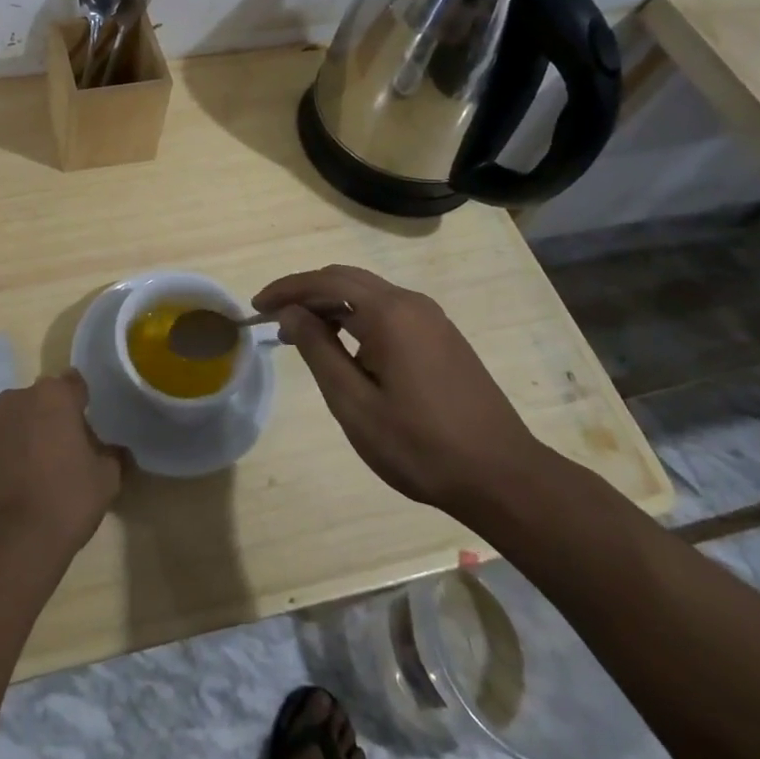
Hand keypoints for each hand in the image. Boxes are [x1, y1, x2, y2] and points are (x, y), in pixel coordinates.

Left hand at [0, 371, 121, 560]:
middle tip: (61, 456)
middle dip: (48, 422)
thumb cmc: (64, 502)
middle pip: (37, 403)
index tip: (87, 430)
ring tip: (31, 479)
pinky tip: (7, 496)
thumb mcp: (106, 480)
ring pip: (9, 426)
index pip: (74, 385)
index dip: (82, 405)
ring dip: (20, 441)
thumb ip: (111, 455)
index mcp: (52, 396)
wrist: (7, 546)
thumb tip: (111, 450)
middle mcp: (13, 400)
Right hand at [253, 265, 548, 516]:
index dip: (287, 290)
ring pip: (368, 294)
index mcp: (389, 313)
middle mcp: (412, 303)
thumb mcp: (355, 403)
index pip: (326, 282)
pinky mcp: (443, 337)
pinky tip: (345, 347)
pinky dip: (356, 317)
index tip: (256, 307)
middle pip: (346, 280)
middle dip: (306, 293)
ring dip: (331, 306)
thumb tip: (291, 313)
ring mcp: (432, 319)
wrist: (503, 478)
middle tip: (274, 319)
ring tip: (302, 335)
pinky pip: (388, 311)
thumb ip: (319, 350)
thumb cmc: (420, 446)